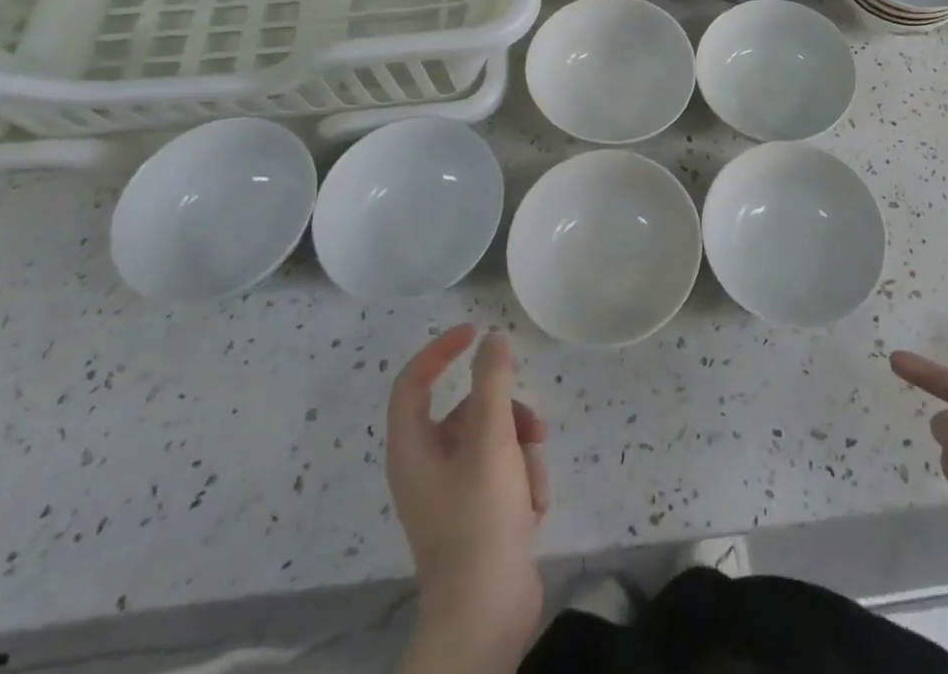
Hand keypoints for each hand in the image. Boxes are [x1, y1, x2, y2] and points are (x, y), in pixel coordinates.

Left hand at [387, 325, 549, 667]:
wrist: (486, 616)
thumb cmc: (479, 518)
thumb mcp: (490, 439)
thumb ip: (492, 382)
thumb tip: (492, 340)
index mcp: (412, 449)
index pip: (414, 381)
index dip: (442, 350)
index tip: (477, 332)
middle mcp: (426, 468)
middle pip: (466, 412)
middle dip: (506, 414)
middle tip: (533, 424)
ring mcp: (452, 495)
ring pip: (493, 443)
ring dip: (521, 452)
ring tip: (534, 479)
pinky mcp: (477, 517)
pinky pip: (503, 475)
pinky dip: (522, 483)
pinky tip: (533, 507)